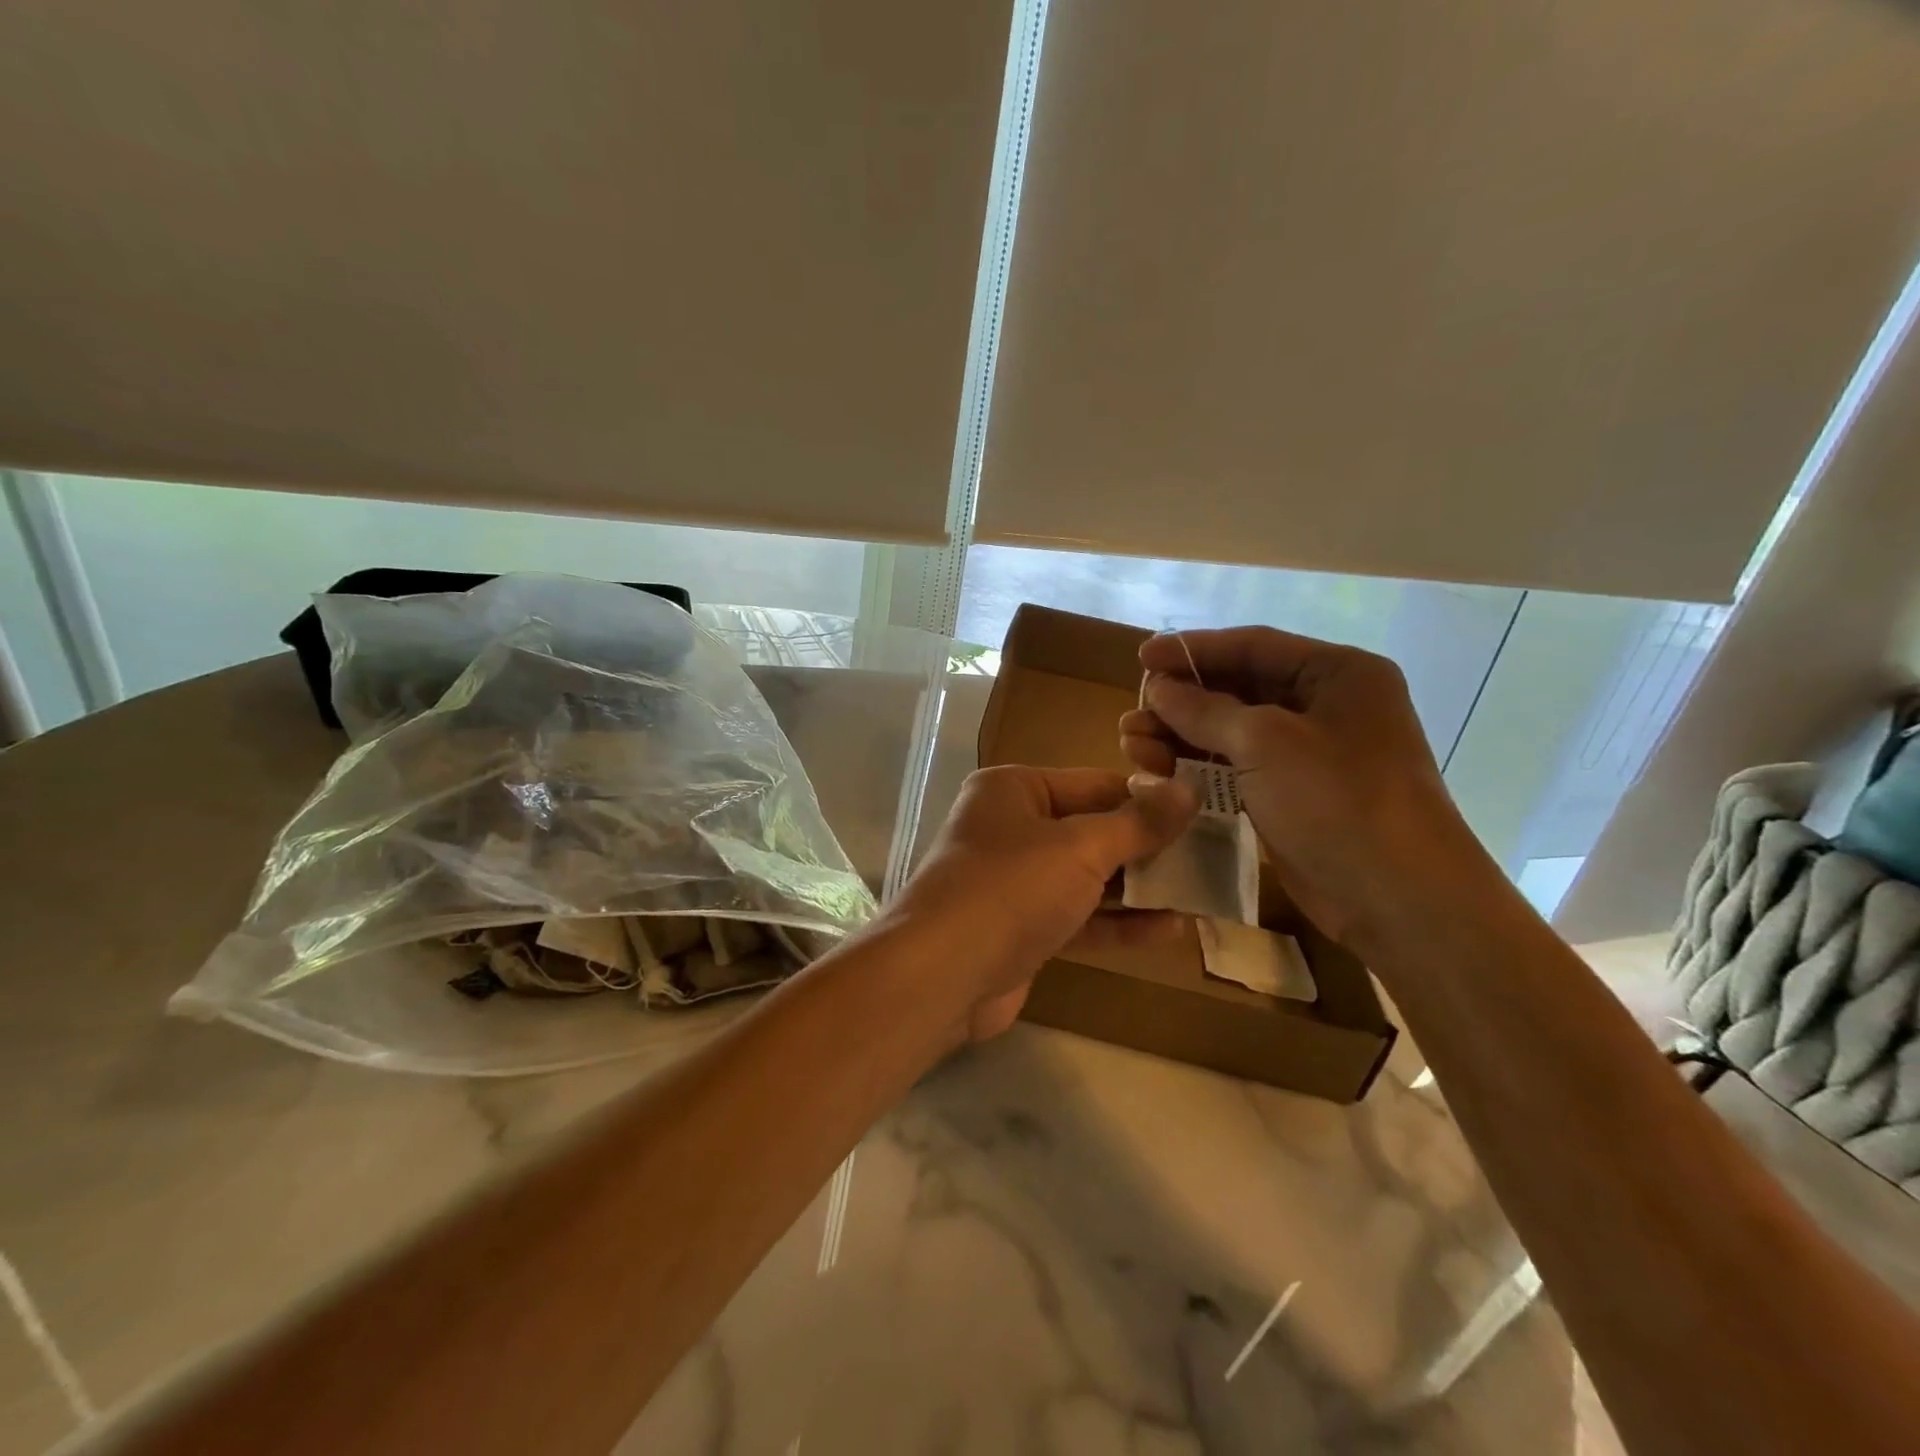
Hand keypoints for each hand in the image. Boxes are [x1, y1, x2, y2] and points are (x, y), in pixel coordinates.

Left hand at [891, 765, 1196, 1042]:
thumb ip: (1137, 823)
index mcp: (1014, 790)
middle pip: (1092, 831)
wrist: (941, 975)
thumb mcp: (1080, 847)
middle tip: (1210, 858)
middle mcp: (1011, 828)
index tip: (1202, 813)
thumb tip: (1187, 790)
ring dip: (1140, 889)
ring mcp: (1014, 882)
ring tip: (1200, 894)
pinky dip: (1119, 924)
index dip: (1148, 799)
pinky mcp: (1021, 929)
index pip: (1094, 784)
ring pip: (1088, 878)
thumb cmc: (1010, 888)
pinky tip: (1170, 931)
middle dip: (1148, 848)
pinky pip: (1078, 918)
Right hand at [1118, 627, 1478, 949]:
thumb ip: (1205, 710)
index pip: (1252, 646)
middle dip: (1181, 701)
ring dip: (1180, 736)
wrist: (1399, 900)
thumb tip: (1159, 688)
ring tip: (1132, 745)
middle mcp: (1325, 706)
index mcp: (1337, 674)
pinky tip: (1158, 770)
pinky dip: (1198, 767)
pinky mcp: (1292, 795)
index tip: (1141, 659)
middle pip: (1238, 689)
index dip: (1192, 650)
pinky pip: (1236, 768)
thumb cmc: (1339, 801)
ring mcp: (1309, 755)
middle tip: (1132, 714)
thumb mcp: (1265, 743)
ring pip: (1231, 732)